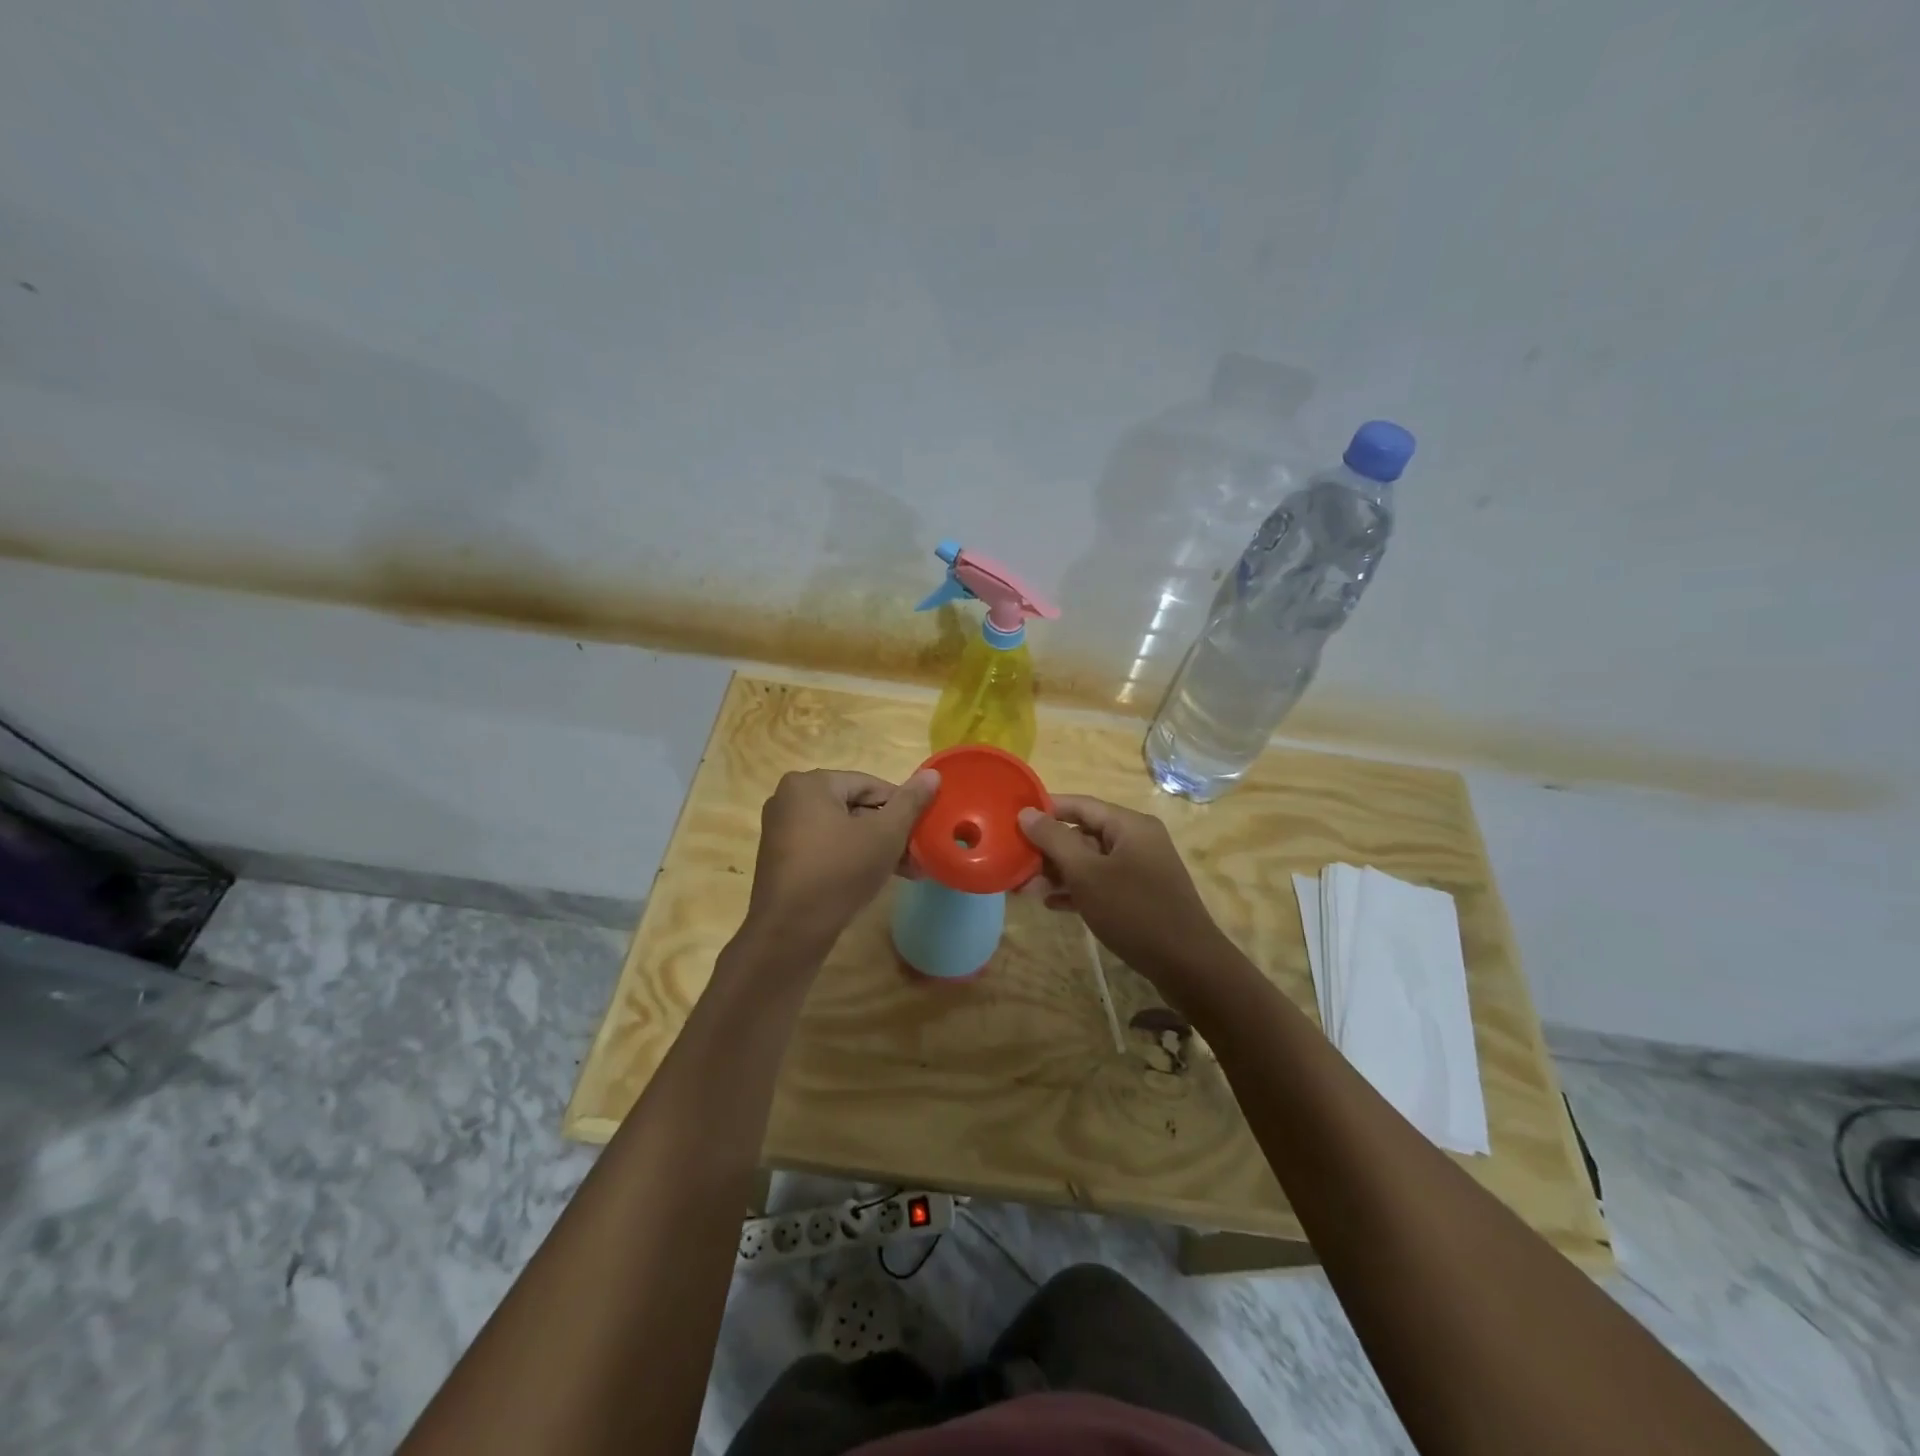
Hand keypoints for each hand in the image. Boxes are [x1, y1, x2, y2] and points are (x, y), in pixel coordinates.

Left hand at [744, 768, 940, 953]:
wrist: (789, 933)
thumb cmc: (839, 873)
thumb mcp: (884, 835)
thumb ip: (910, 802)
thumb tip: (933, 774)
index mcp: (810, 784)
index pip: (871, 785)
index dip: (902, 808)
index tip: (922, 833)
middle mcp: (789, 799)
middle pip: (855, 807)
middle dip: (889, 832)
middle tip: (917, 856)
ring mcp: (781, 830)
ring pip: (842, 830)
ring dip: (874, 848)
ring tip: (905, 871)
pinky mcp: (781, 859)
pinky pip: (825, 848)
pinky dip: (850, 858)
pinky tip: (875, 879)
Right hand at [1017, 795, 1227, 981]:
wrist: (1187, 965)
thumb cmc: (1134, 911)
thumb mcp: (1087, 874)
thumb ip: (1054, 840)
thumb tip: (1026, 813)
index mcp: (1129, 825)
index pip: (1079, 804)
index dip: (1045, 808)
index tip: (1011, 819)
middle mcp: (1136, 840)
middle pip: (1083, 833)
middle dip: (1047, 848)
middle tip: (1013, 860)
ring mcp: (1139, 869)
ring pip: (1089, 861)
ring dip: (1058, 872)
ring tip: (1024, 888)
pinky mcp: (1139, 896)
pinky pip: (1101, 883)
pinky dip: (1077, 890)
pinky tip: (1051, 904)